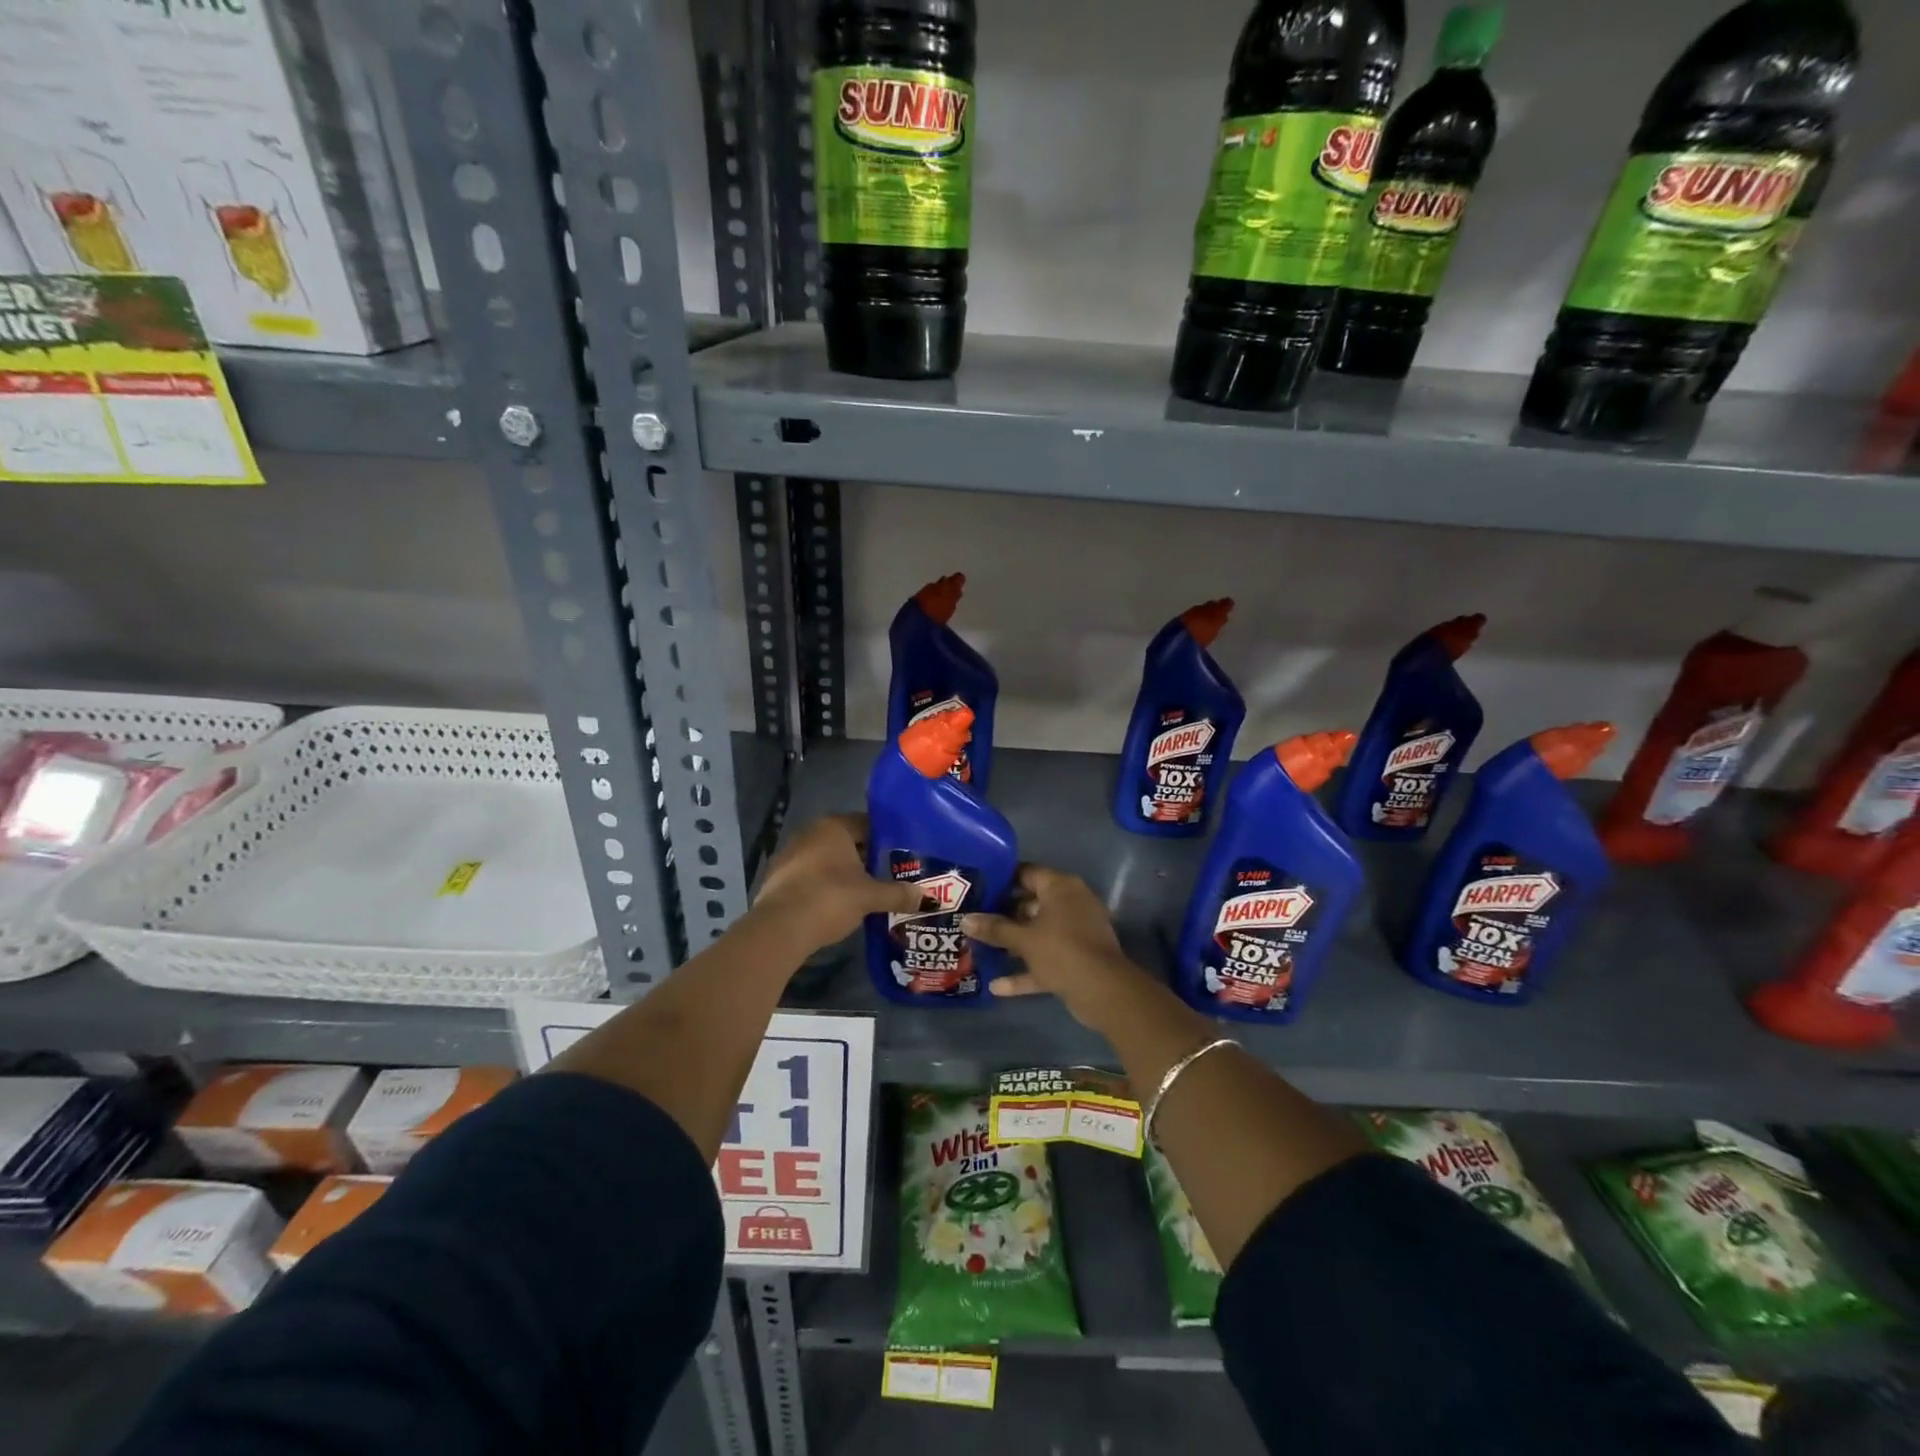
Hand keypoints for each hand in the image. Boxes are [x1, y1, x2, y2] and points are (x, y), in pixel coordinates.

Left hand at [752, 814, 922, 954]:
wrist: (780, 928)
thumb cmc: (830, 898)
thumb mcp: (870, 896)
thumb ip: (899, 894)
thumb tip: (930, 898)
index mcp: (834, 827)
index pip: (866, 823)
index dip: (886, 839)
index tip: (901, 855)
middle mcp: (810, 833)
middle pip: (846, 841)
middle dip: (866, 857)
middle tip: (888, 875)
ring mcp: (790, 854)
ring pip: (827, 859)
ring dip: (844, 873)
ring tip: (866, 892)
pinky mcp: (778, 878)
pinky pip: (811, 876)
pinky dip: (825, 885)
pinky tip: (837, 905)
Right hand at [962, 864, 1151, 1028]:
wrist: (1103, 991)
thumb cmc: (1061, 951)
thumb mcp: (1023, 939)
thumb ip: (994, 929)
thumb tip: (966, 919)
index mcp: (1061, 887)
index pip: (1028, 873)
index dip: (1003, 879)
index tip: (979, 887)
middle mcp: (1071, 904)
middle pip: (1031, 904)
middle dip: (1004, 916)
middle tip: (974, 920)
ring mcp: (1076, 932)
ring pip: (1038, 933)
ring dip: (1013, 944)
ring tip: (981, 950)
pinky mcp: (1077, 958)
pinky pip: (1047, 958)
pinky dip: (1027, 970)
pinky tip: (997, 987)